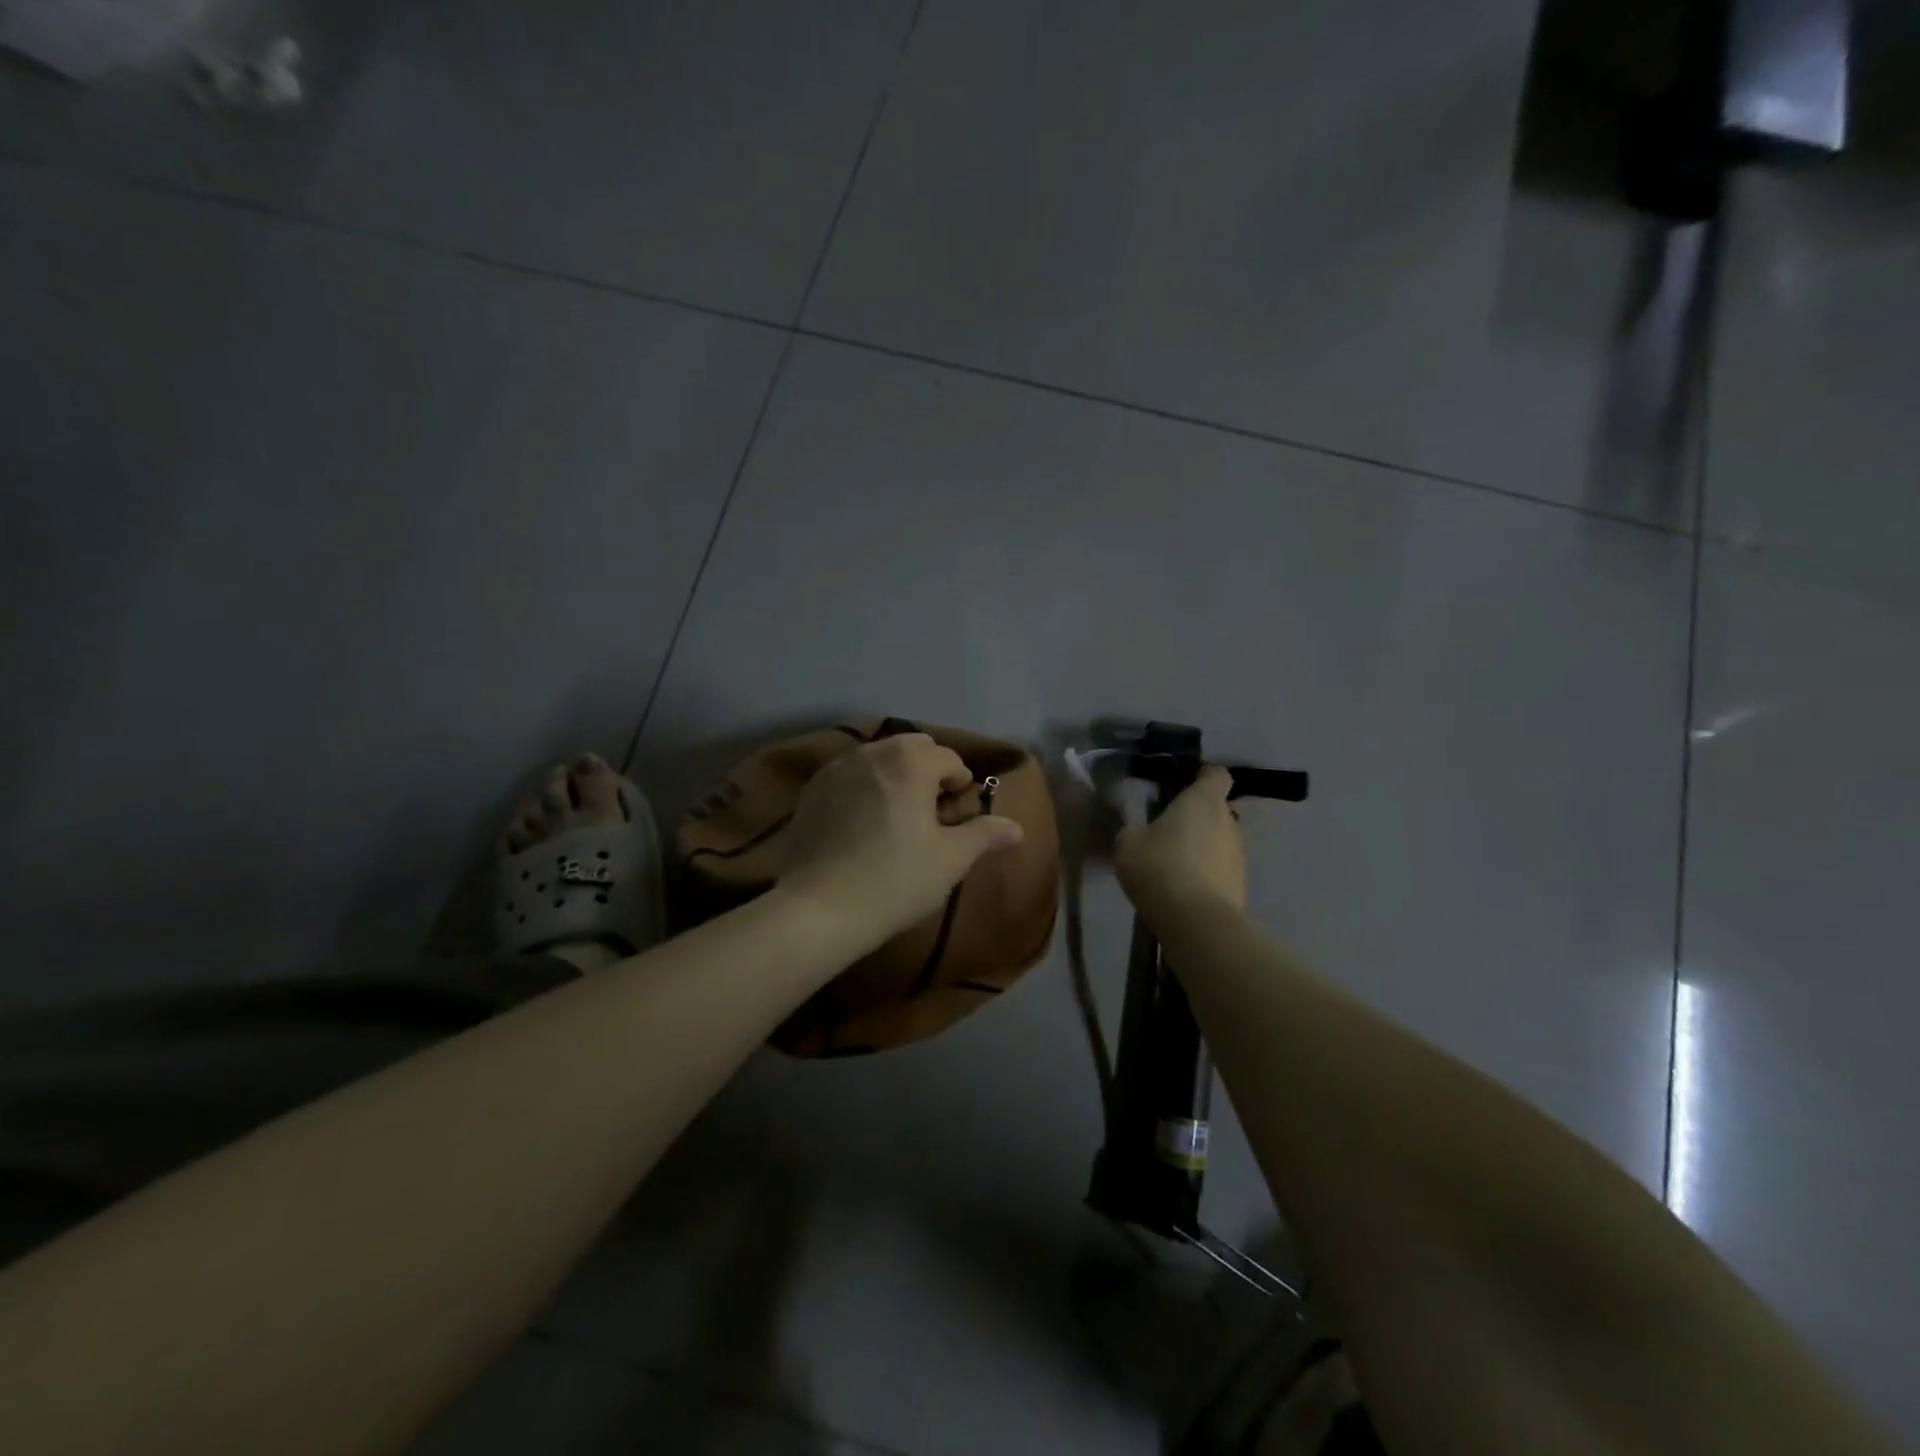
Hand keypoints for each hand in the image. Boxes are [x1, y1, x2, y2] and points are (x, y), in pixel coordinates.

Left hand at [776, 733, 1024, 947]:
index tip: (959, 812)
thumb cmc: (895, 880)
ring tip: (898, 814)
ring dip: (896, 774)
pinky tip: (863, 822)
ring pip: (878, 756)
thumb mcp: (950, 860)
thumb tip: (1015, 827)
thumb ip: (984, 836)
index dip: (961, 783)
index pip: (948, 759)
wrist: (818, 908)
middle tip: (932, 809)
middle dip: (928, 769)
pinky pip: (850, 774)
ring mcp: (837, 768)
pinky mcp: (812, 790)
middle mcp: (872, 753)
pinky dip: (865, 785)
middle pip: (912, 747)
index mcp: (911, 763)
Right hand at [1114, 766, 1246, 913]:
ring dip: (1202, 848)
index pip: (1216, 775)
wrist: (1195, 920)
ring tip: (1174, 866)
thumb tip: (1136, 832)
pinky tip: (1184, 890)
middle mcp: (1228, 822)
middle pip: (1217, 810)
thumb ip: (1133, 831)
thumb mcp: (1127, 844)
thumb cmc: (1159, 867)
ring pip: (1220, 841)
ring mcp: (1239, 855)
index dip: (1203, 777)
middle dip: (1197, 817)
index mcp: (1202, 801)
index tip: (1184, 785)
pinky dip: (1207, 874)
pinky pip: (1221, 870)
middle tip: (1168, 832)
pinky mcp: (1241, 885)